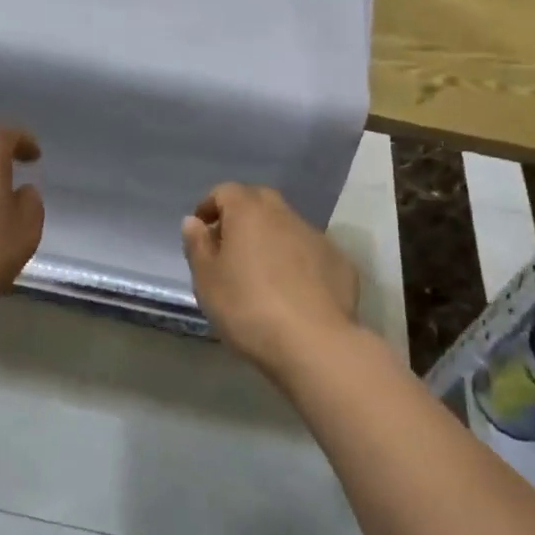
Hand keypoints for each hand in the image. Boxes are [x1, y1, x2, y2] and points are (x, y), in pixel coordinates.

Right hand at [181, 183, 359, 374]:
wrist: (314, 343)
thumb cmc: (247, 307)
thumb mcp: (207, 280)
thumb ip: (197, 245)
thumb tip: (194, 221)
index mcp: (249, 213)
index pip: (226, 191)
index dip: (210, 206)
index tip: (202, 230)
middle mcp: (285, 215)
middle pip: (259, 202)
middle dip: (242, 217)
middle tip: (229, 247)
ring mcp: (317, 238)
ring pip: (287, 227)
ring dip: (271, 240)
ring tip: (261, 274)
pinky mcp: (340, 264)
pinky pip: (310, 253)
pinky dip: (297, 262)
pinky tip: (293, 292)